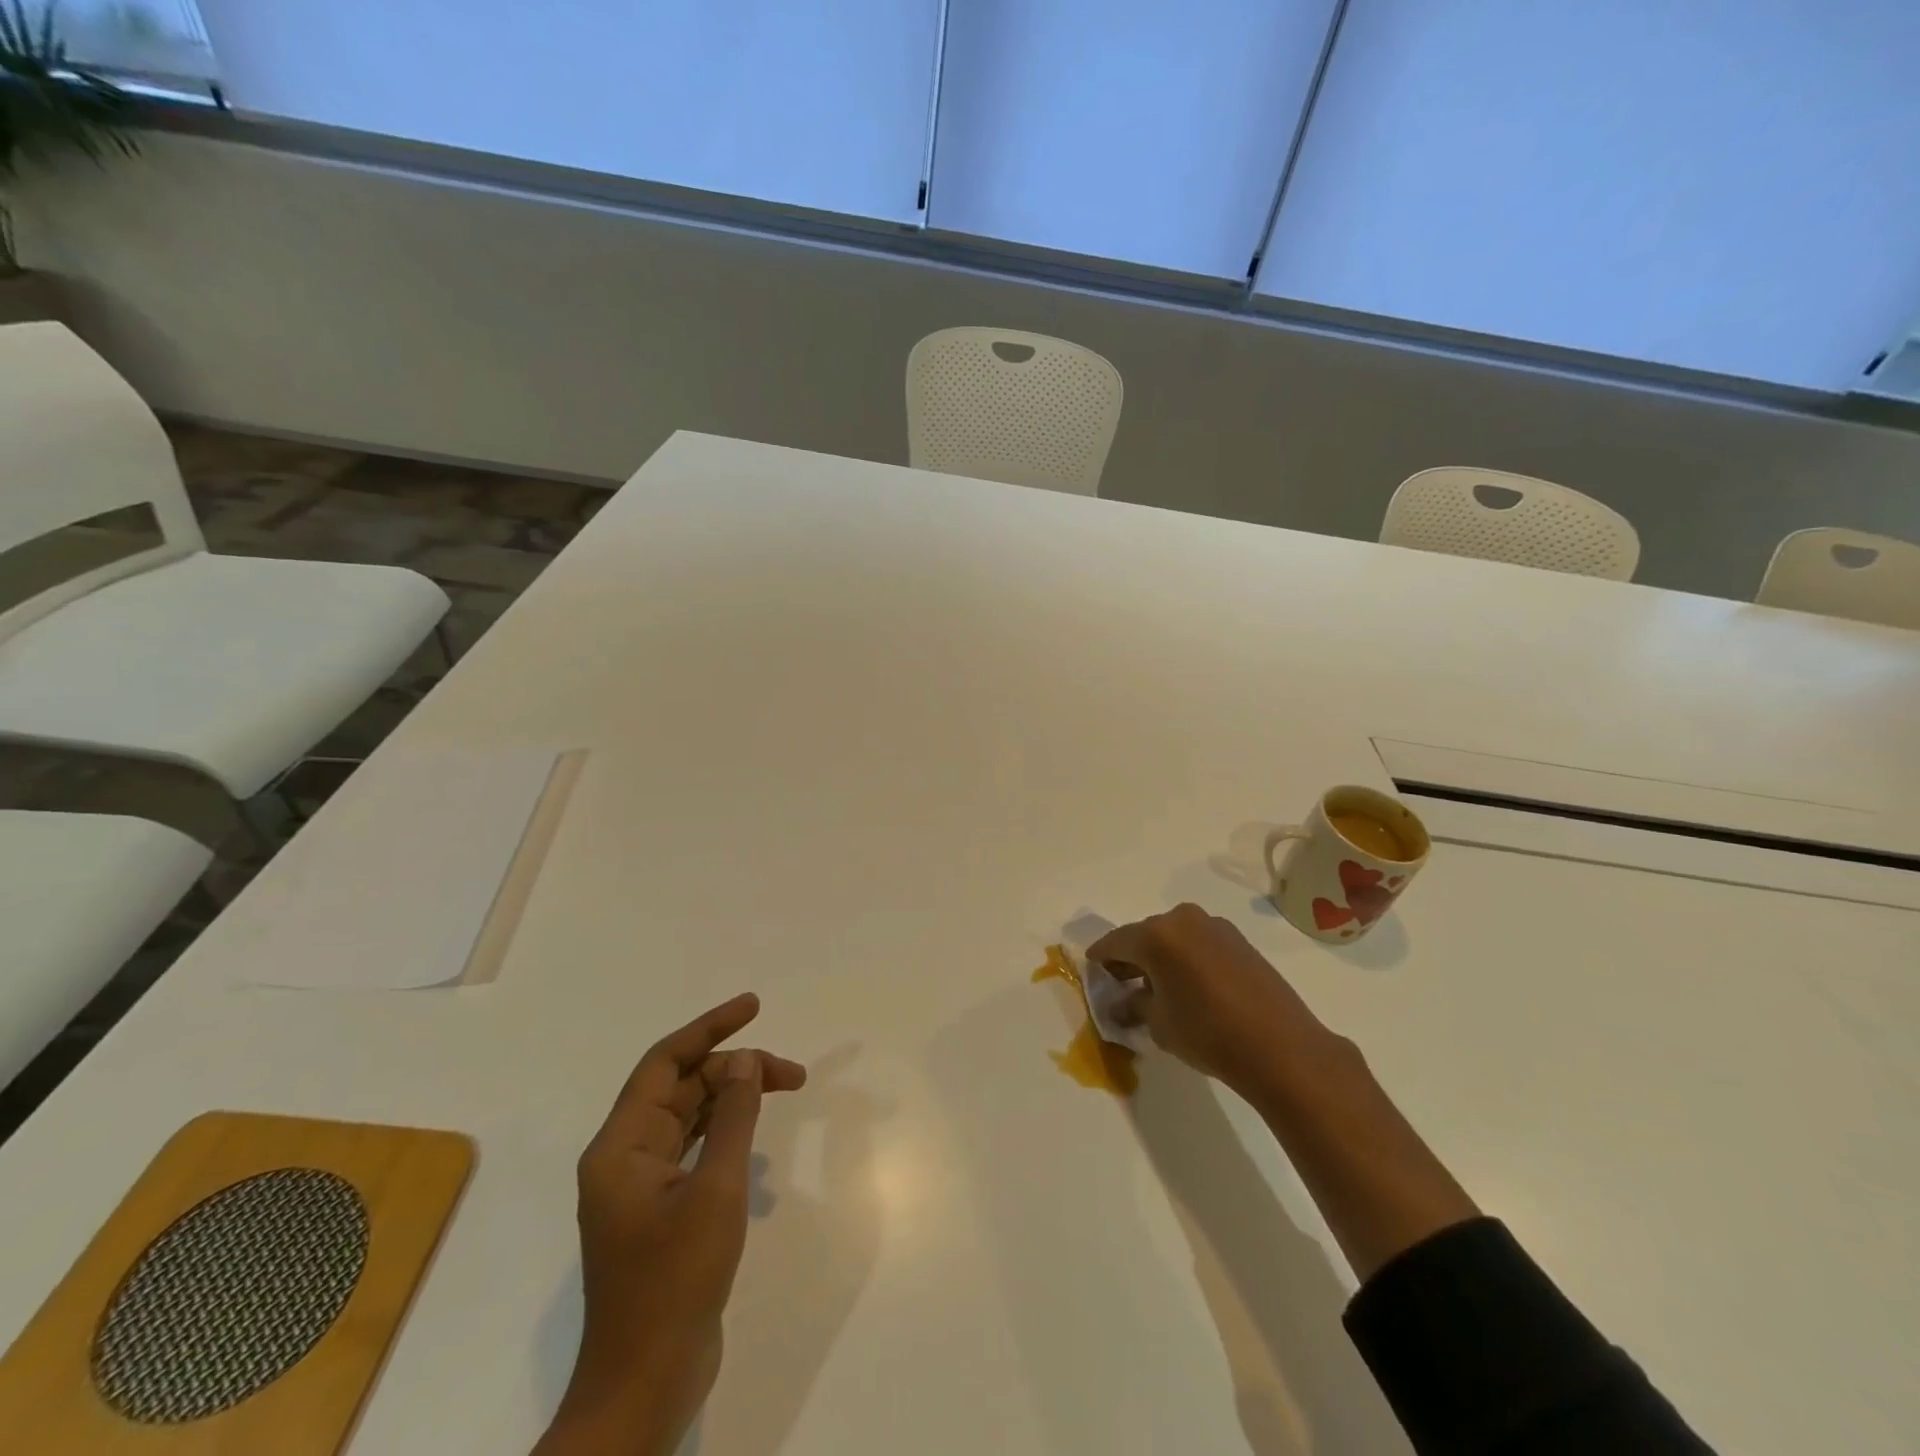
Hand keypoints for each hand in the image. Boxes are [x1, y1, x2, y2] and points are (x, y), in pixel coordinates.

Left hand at [535, 993, 805, 1455]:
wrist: (645, 1384)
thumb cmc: (675, 1282)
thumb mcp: (714, 1191)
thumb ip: (732, 1117)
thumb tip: (745, 1060)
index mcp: (621, 1145)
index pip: (665, 1063)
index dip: (710, 1028)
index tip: (754, 1006)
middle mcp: (625, 1156)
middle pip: (683, 1087)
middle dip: (736, 1068)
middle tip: (792, 1073)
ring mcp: (642, 1185)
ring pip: (690, 1115)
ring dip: (734, 1097)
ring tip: (785, 1089)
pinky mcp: (661, 1210)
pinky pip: (694, 1147)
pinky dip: (726, 1131)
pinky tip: (755, 1137)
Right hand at [1088, 903, 1334, 1099]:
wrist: (1281, 1046)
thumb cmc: (1208, 1033)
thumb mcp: (1158, 1024)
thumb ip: (1133, 1005)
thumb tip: (1120, 1003)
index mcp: (1156, 935)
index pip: (1115, 942)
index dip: (1100, 958)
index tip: (1092, 971)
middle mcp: (1183, 919)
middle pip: (1144, 935)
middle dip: (1131, 958)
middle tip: (1122, 983)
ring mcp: (1214, 926)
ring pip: (1173, 937)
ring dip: (1160, 957)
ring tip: (1157, 987)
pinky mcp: (1238, 939)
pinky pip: (1198, 943)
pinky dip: (1186, 958)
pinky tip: (1188, 985)